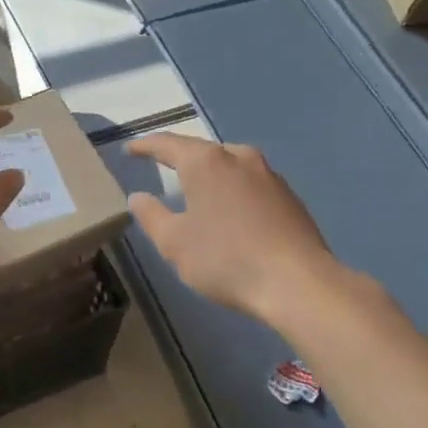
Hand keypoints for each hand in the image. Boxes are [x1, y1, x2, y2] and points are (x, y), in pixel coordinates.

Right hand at [124, 132, 347, 323]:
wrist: (298, 282)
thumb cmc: (225, 259)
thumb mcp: (174, 242)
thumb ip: (151, 216)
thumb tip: (138, 197)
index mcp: (206, 162)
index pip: (167, 144)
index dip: (145, 146)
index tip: (129, 149)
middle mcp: (238, 157)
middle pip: (201, 150)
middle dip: (179, 157)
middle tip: (160, 164)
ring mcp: (268, 174)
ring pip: (229, 164)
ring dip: (209, 173)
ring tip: (194, 186)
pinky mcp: (288, 196)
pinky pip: (249, 183)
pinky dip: (231, 189)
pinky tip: (229, 208)